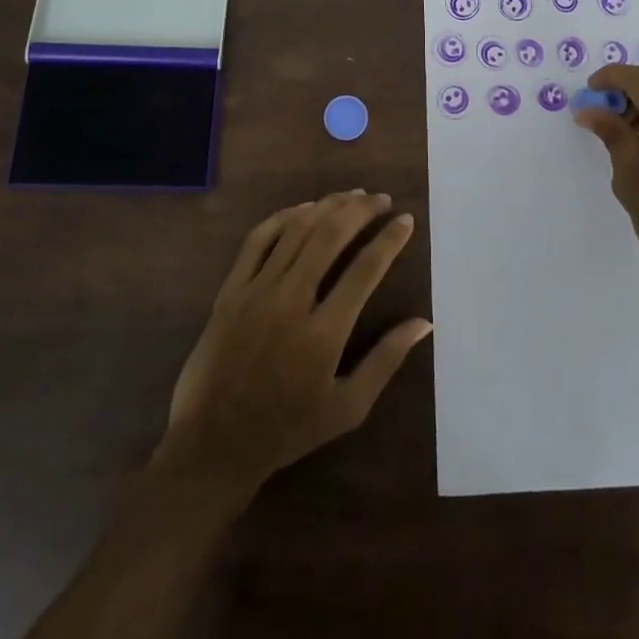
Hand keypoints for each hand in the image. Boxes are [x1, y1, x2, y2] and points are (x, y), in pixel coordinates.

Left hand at [159, 192, 432, 493]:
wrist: (214, 443)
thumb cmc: (287, 429)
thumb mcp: (347, 408)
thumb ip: (386, 361)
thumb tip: (424, 323)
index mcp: (323, 334)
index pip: (365, 270)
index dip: (389, 239)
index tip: (406, 220)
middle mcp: (290, 302)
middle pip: (329, 236)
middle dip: (361, 210)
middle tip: (381, 199)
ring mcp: (256, 291)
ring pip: (296, 230)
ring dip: (327, 206)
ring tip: (352, 196)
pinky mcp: (231, 289)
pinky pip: (258, 239)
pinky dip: (283, 217)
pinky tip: (304, 209)